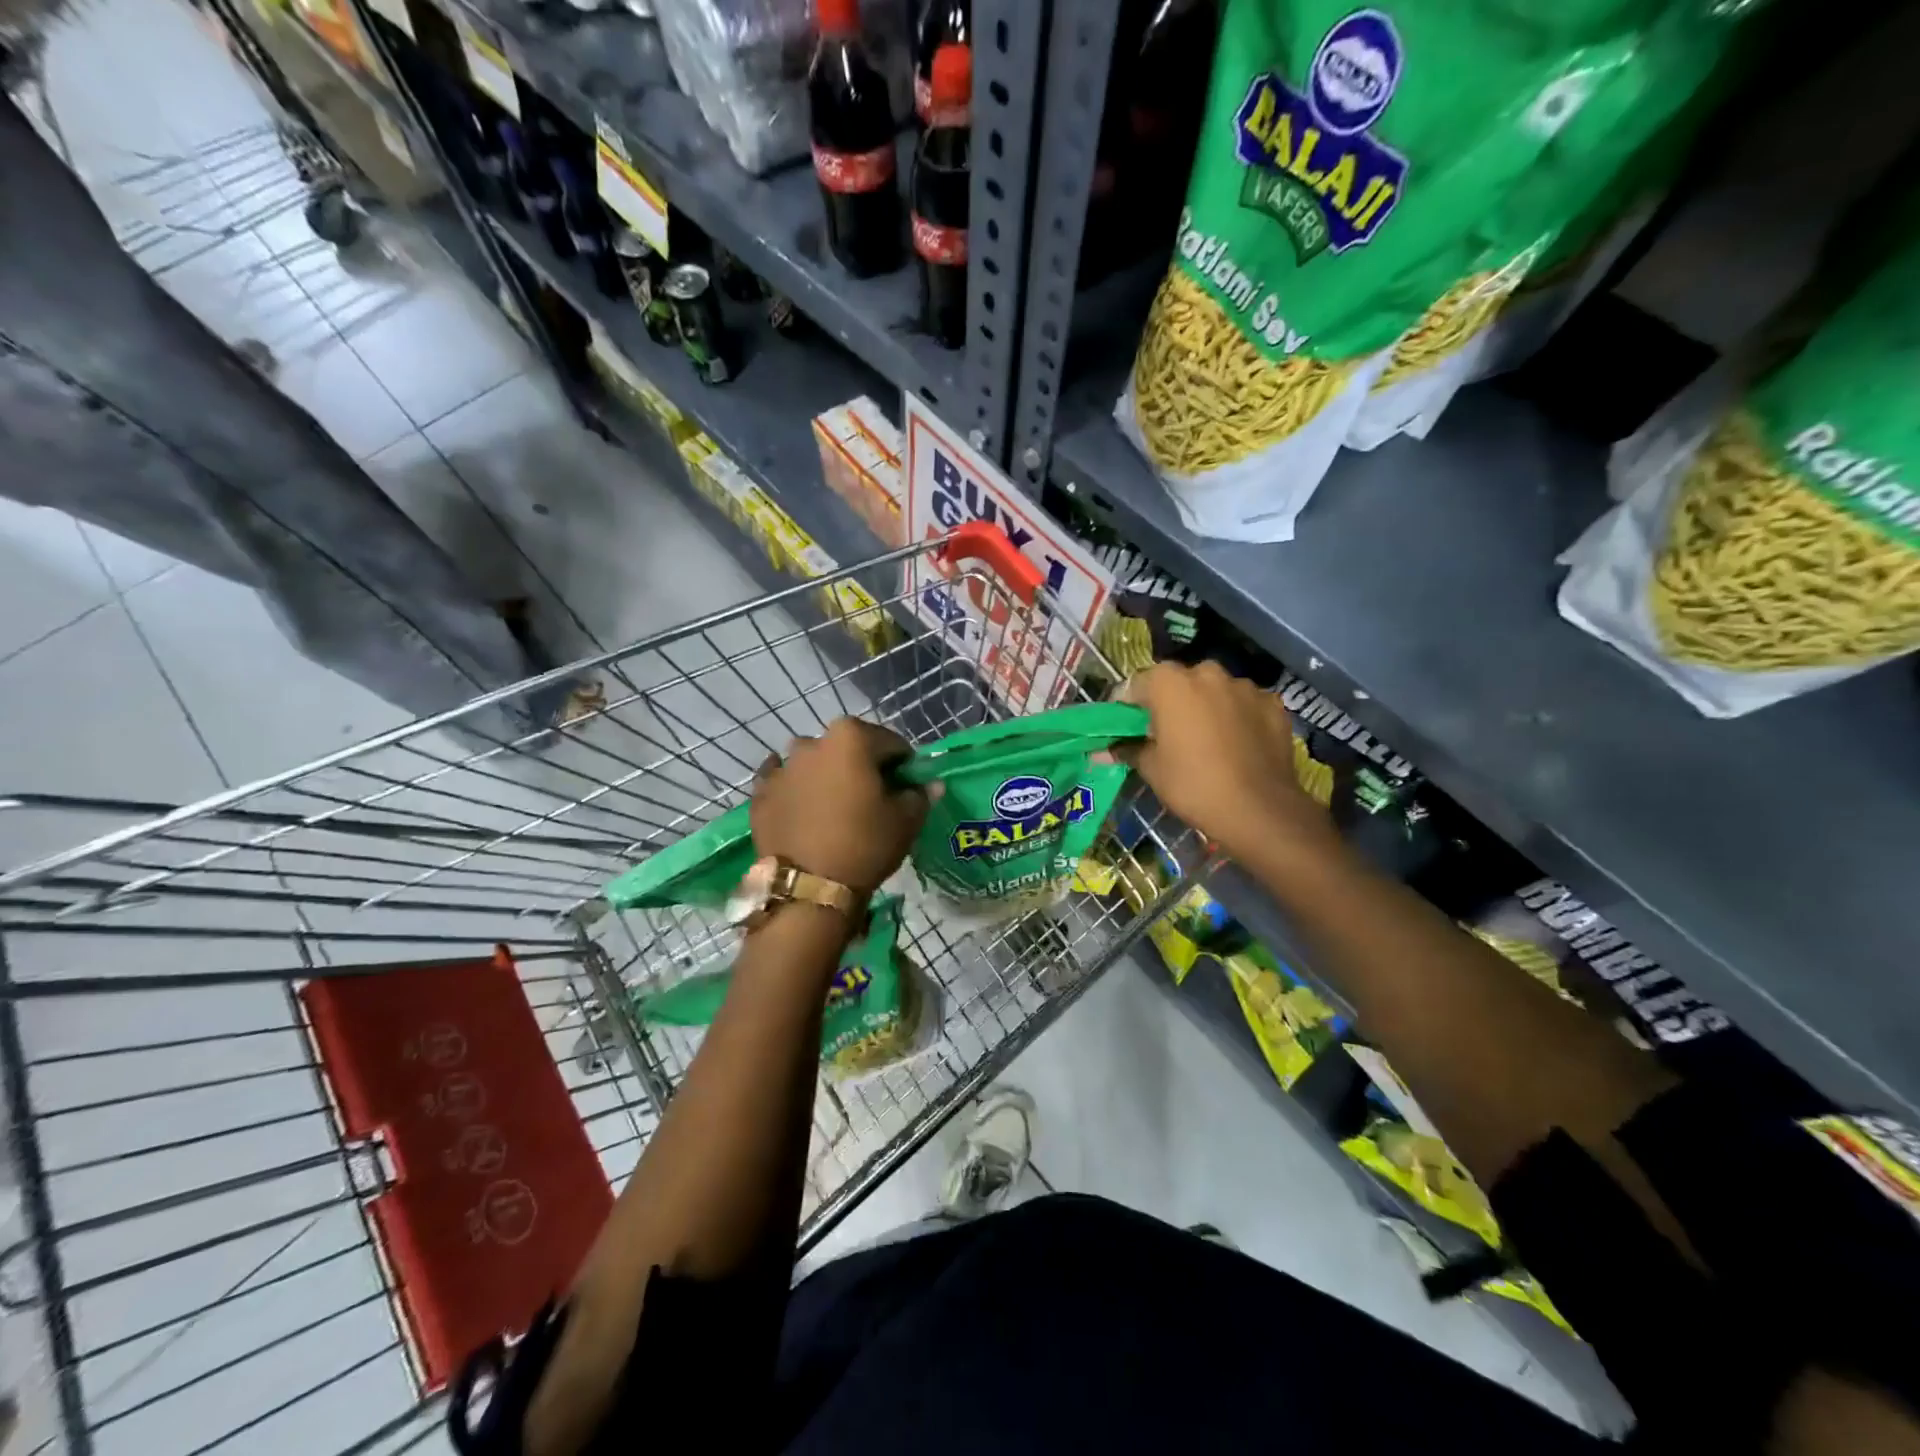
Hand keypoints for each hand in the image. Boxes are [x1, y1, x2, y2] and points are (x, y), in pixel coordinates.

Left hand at [750, 718, 929, 899]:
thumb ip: (921, 794)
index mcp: (851, 737)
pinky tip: (803, 809)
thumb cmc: (866, 845)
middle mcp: (812, 742)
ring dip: (827, 776)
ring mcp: (782, 767)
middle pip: (849, 748)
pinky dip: (795, 789)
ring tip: (835, 808)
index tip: (906, 789)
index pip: (891, 743)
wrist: (809, 888)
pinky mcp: (760, 793)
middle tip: (871, 800)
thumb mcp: (907, 821)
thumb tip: (930, 785)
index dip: (903, 766)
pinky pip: (783, 782)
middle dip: (862, 767)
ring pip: (814, 763)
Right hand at [1118, 662, 1331, 865]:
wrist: (1259, 809)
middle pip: (1179, 682)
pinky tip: (1237, 745)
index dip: (1129, 706)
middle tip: (1167, 734)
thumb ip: (1127, 749)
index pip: (1136, 684)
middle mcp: (1207, 673)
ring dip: (1206, 707)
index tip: (1127, 728)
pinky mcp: (1273, 703)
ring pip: (1215, 691)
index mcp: (1170, 683)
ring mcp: (1244, 686)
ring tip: (1207, 740)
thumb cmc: (1193, 785)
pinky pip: (1244, 705)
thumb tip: (1101, 751)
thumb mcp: (1152, 769)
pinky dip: (1237, 717)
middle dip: (1171, 702)